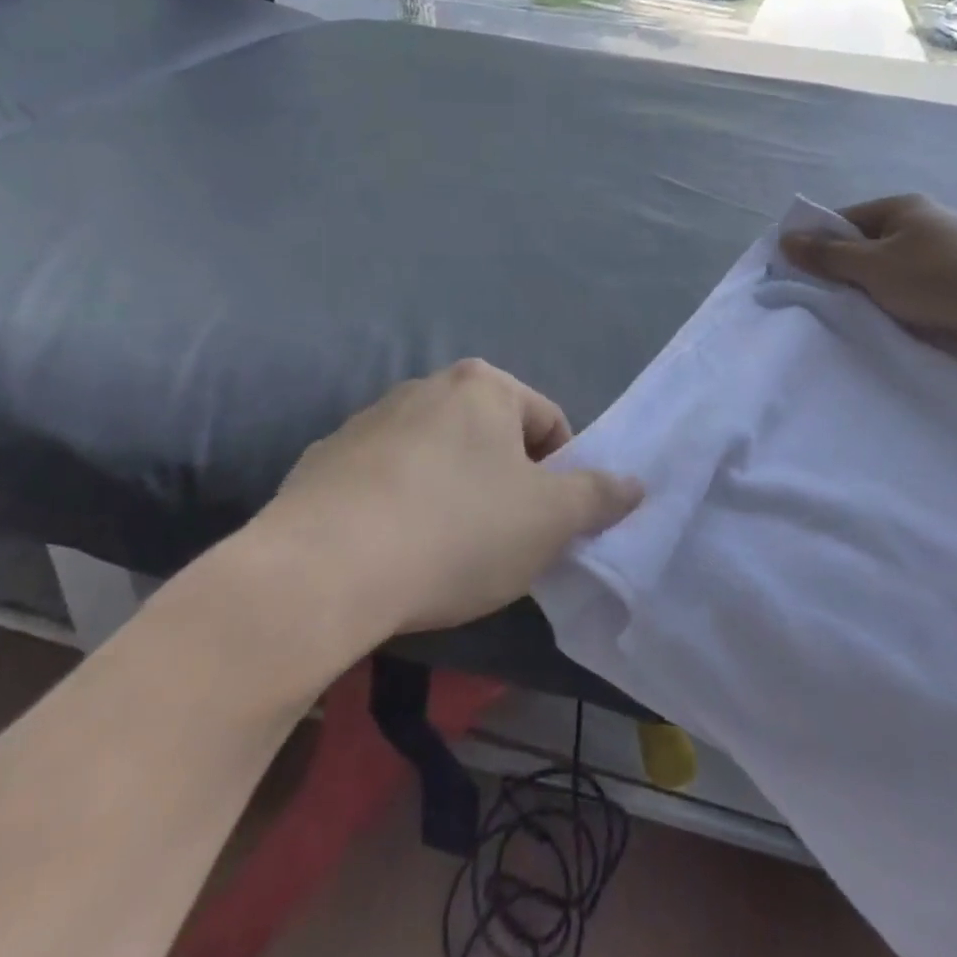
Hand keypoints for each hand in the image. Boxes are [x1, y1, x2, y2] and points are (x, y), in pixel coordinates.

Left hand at [238, 360, 641, 639]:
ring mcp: (368, 420)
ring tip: (442, 554)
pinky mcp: (323, 460)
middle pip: (491, 437)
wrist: (320, 571)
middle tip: (501, 543)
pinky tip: (390, 554)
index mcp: (483, 386)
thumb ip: (599, 496)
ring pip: (436, 458)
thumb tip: (636, 482)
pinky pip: (383, 481)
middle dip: (505, 485)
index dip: (560, 476)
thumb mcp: (549, 520)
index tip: (546, 526)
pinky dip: (399, 507)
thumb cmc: (457, 531)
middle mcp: (425, 387)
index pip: (548, 422)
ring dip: (452, 495)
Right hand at [781, 194, 956, 354]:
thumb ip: (827, 255)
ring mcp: (948, 246)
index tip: (805, 274)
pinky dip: (904, 297)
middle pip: (869, 243)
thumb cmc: (936, 281)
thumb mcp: (872, 267)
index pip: (844, 220)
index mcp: (901, 206)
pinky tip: (899, 317)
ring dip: (877, 287)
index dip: (820, 244)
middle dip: (849, 269)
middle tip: (832, 298)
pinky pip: (918, 283)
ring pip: (894, 266)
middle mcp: (925, 219)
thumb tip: (785, 238)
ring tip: (864, 312)